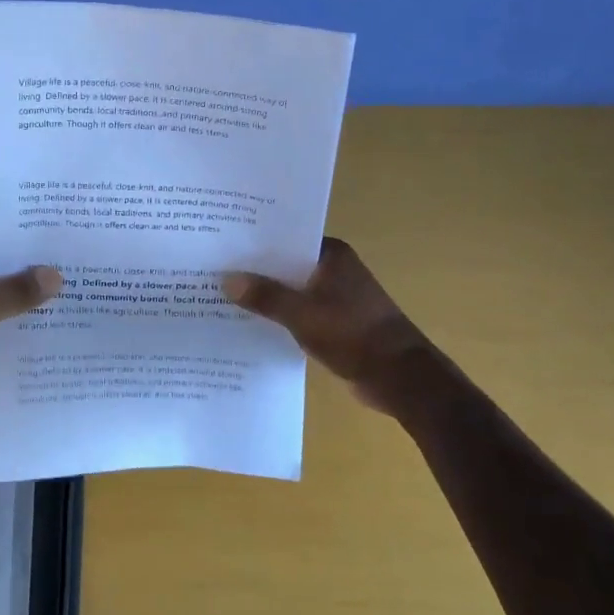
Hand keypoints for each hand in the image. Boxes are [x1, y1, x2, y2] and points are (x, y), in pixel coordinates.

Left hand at [0, 232, 61, 399]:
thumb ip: (21, 289)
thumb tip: (57, 275)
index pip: (6, 236)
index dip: (34, 243)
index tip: (67, 249)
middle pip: (2, 266)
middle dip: (32, 275)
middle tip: (74, 279)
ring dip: (18, 302)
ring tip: (62, 306)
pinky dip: (2, 324)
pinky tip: (32, 333)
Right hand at [223, 238, 455, 411]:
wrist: (399, 377)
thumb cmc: (353, 334)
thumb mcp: (302, 314)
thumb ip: (265, 296)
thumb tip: (227, 279)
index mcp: (331, 255)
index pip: (286, 237)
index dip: (256, 241)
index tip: (223, 243)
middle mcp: (334, 269)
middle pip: (286, 263)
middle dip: (256, 270)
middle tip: (214, 269)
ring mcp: (336, 296)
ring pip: (292, 289)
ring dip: (267, 295)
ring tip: (224, 295)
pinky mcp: (336, 322)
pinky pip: (299, 311)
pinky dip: (280, 315)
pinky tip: (251, 322)